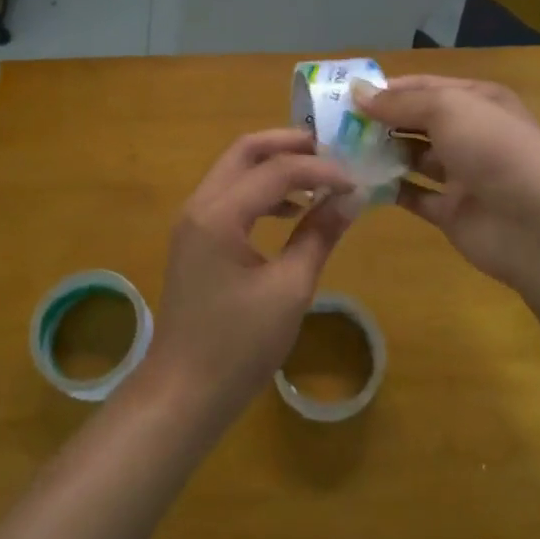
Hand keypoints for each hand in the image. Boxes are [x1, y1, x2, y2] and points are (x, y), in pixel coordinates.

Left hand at [144, 130, 358, 427]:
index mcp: (219, 214)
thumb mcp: (289, 290)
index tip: (356, 181)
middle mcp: (199, 205)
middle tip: (332, 151)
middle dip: (289, 145)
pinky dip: (261, 191)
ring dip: (275, 166)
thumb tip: (351, 198)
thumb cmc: (238, 346)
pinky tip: (292, 211)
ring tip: (319, 178)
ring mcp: (193, 221)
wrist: (183, 393)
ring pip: (235, 170)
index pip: (275, 170)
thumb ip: (318, 235)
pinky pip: (230, 195)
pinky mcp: (195, 238)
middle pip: (245, 152)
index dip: (320, 169)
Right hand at [358, 76, 539, 300]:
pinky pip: (413, 194)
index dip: (387, 89)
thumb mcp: (448, 109)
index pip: (424, 87)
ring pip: (412, 157)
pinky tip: (356, 183)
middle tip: (333, 125)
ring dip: (380, 153)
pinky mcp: (450, 210)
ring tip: (338, 151)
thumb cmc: (494, 150)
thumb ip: (400, 103)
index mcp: (476, 101)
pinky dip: (387, 189)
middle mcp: (469, 133)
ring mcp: (461, 174)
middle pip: (416, 121)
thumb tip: (357, 93)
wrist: (537, 225)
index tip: (345, 96)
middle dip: (379, 121)